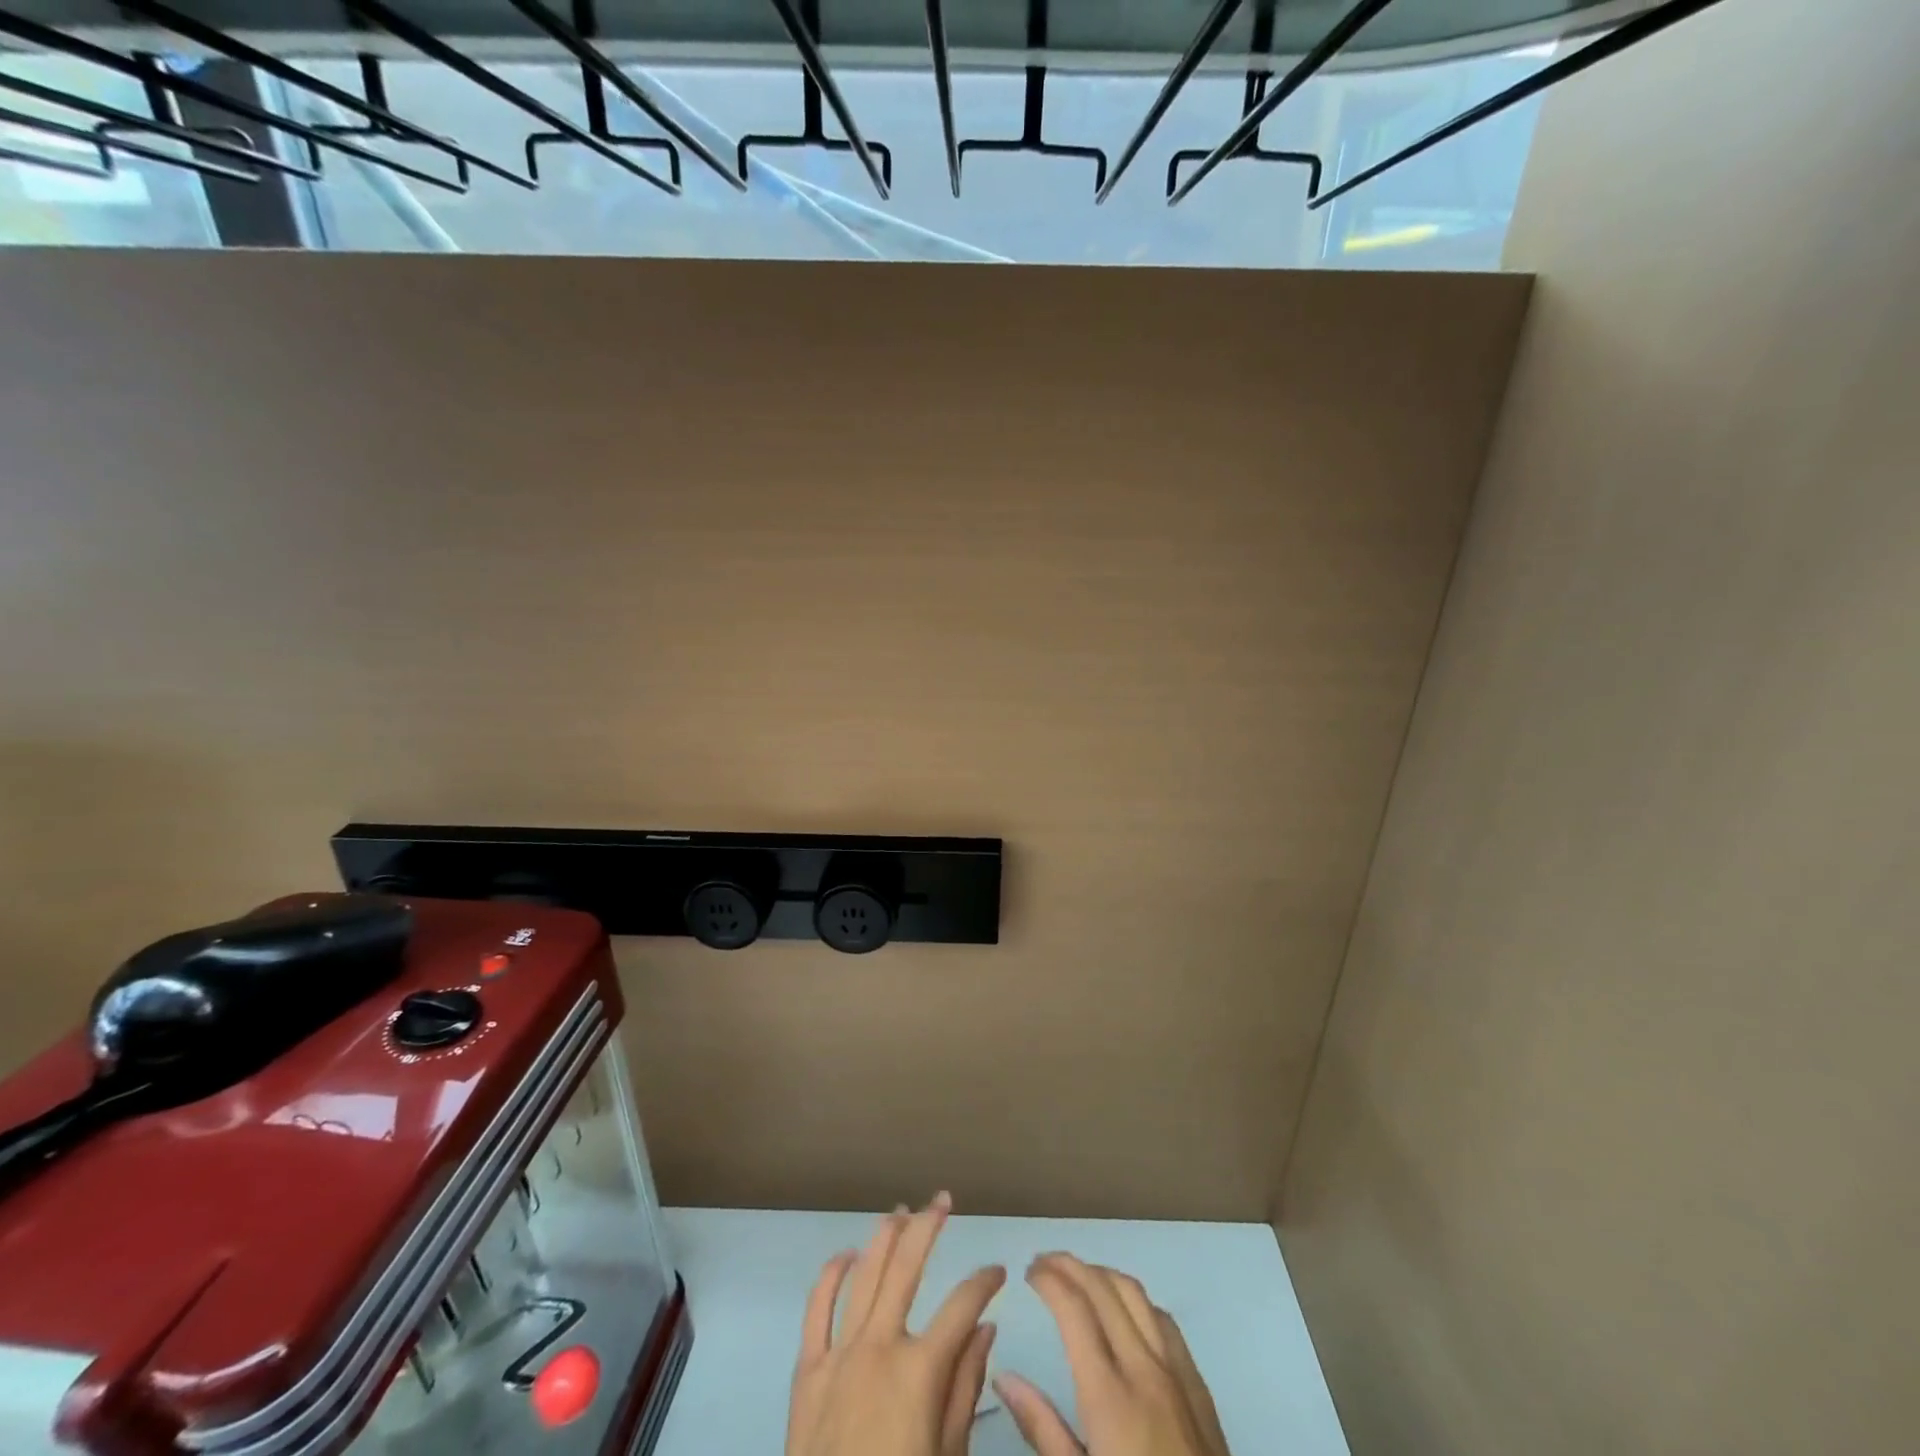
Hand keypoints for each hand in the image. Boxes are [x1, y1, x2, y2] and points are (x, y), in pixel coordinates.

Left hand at [786, 1192, 1005, 1455]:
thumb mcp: (948, 1454)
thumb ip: (966, 1388)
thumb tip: (986, 1329)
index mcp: (920, 1369)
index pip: (962, 1305)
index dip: (984, 1282)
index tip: (999, 1271)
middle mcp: (879, 1346)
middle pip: (906, 1267)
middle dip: (928, 1226)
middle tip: (944, 1199)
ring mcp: (839, 1353)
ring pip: (863, 1275)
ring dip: (884, 1238)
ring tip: (901, 1211)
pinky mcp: (806, 1370)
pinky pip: (817, 1309)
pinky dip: (832, 1275)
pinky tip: (847, 1255)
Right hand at [994, 1254, 1230, 1455]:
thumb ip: (1042, 1428)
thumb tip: (1004, 1377)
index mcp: (1109, 1395)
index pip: (1074, 1310)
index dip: (1049, 1280)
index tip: (1028, 1271)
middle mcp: (1144, 1369)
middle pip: (1104, 1290)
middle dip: (1070, 1266)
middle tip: (1042, 1262)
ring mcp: (1177, 1373)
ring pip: (1136, 1294)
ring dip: (1102, 1275)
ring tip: (1077, 1276)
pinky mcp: (1199, 1386)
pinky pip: (1164, 1320)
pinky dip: (1135, 1300)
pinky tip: (1124, 1311)